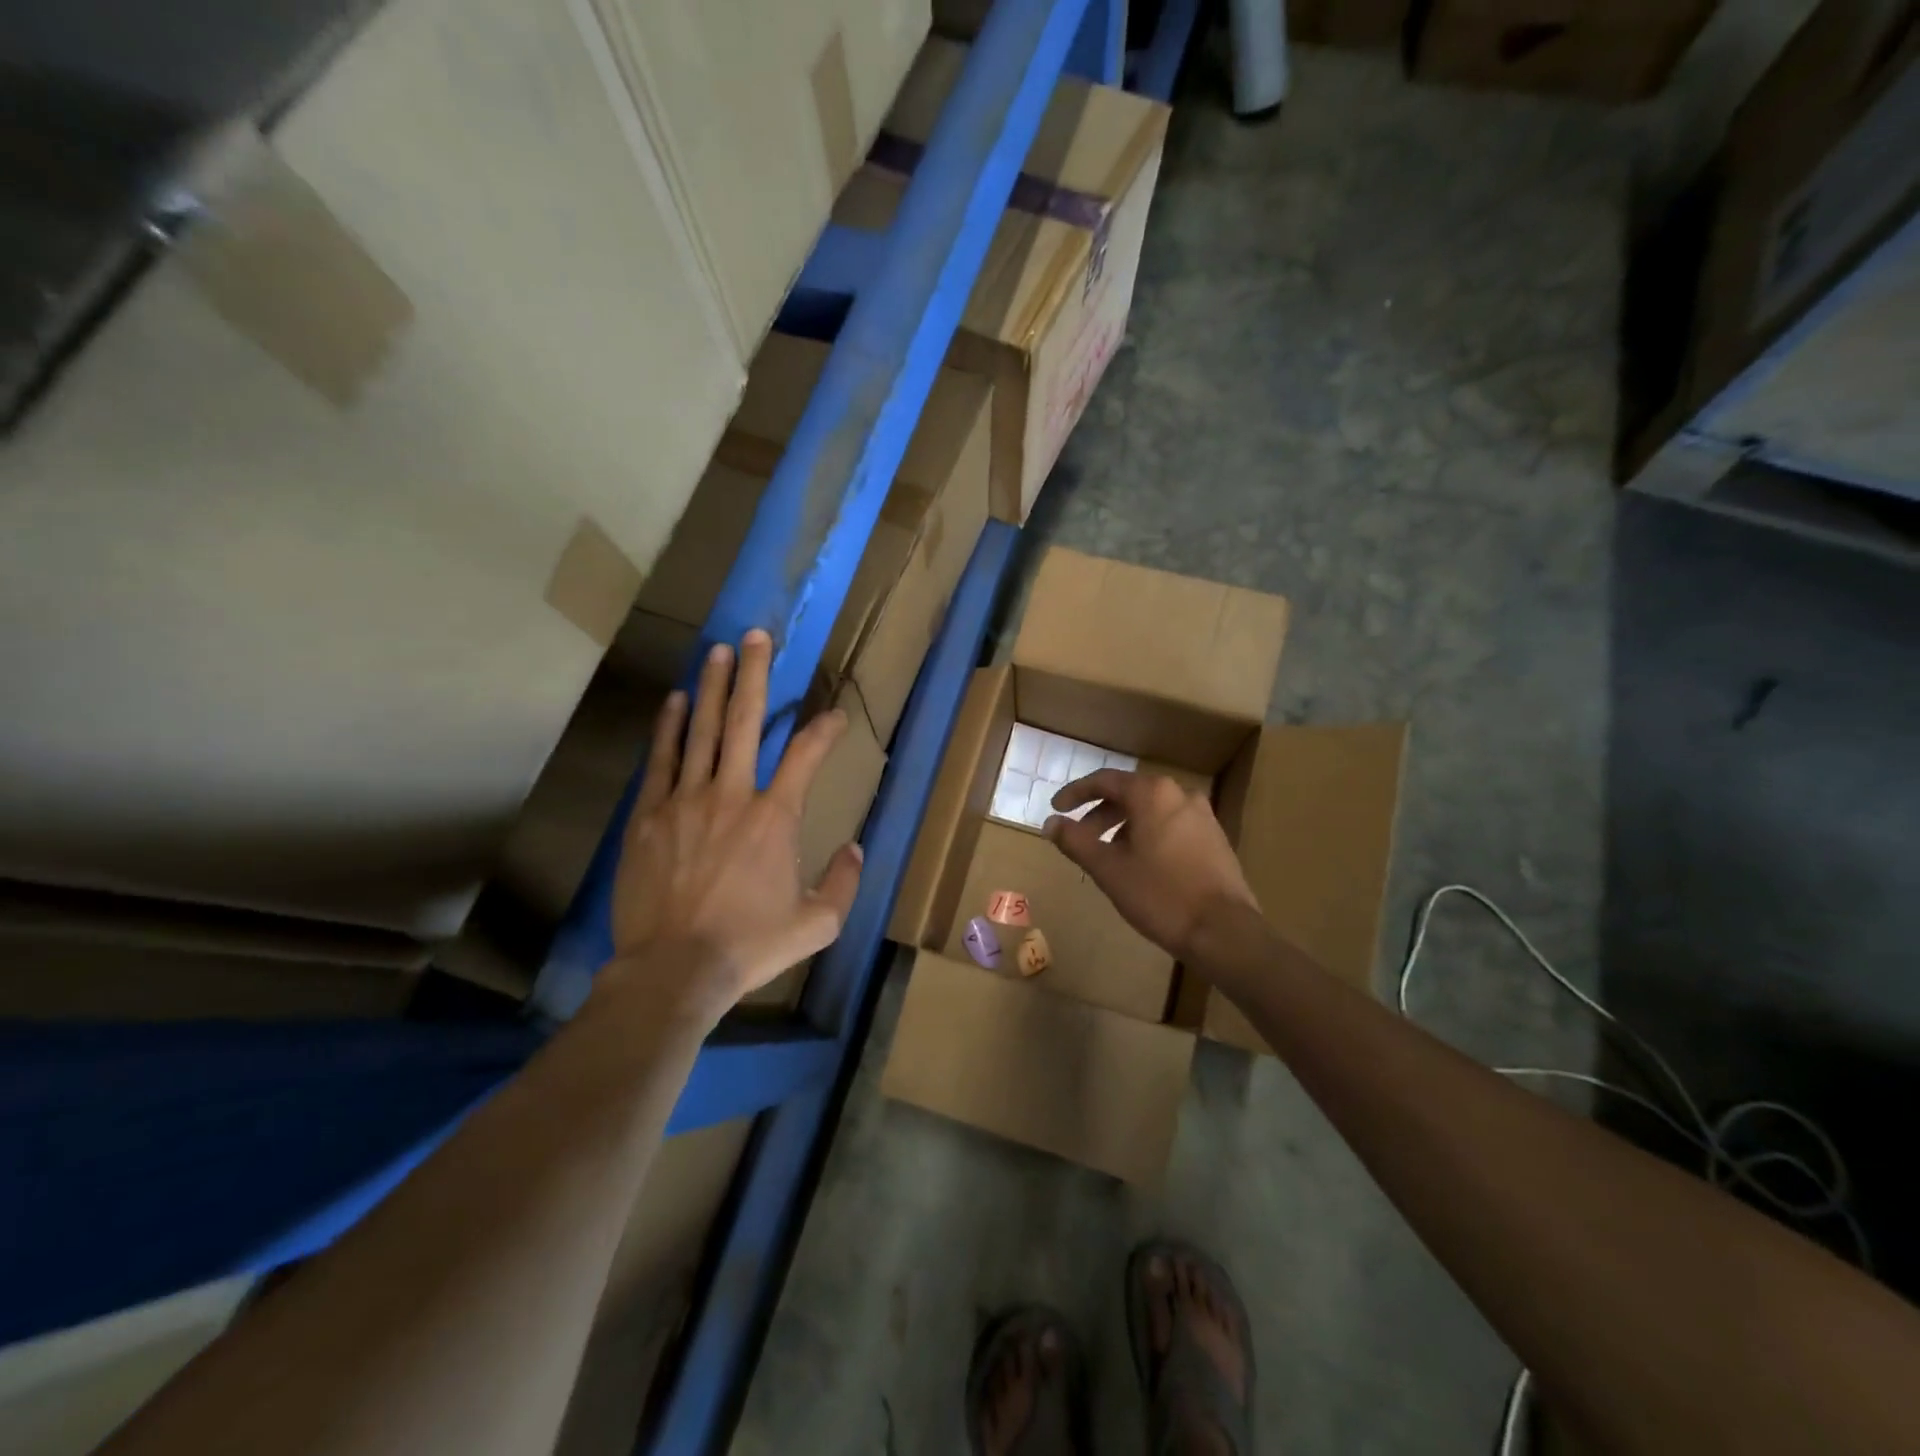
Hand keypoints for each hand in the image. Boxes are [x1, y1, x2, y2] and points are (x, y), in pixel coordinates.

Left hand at [601, 629, 861, 1022]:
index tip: (836, 715)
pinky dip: (669, 727)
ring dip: (711, 687)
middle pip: (744, 722)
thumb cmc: (750, 945)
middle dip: (754, 675)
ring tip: (717, 651)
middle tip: (756, 636)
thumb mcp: (817, 924)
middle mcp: (732, 795)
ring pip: (701, 731)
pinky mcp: (648, 816)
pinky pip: (660, 761)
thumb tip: (856, 849)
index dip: (825, 729)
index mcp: (776, 817)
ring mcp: (685, 801)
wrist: (675, 969)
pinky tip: (674, 700)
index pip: (807, 756)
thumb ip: (843, 882)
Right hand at [1044, 770, 1256, 962]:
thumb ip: (1075, 841)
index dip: (1075, 793)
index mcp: (1152, 793)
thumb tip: (1050, 823)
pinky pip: (1171, 824)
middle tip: (1079, 838)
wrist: (1223, 931)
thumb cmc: (1160, 895)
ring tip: (1107, 856)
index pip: (1105, 781)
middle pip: (1129, 794)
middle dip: (1099, 813)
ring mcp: (1202, 815)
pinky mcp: (1214, 838)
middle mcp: (1179, 794)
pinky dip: (1147, 835)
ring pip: (1151, 811)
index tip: (1056, 808)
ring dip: (1123, 826)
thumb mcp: (1108, 869)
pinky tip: (1140, 864)